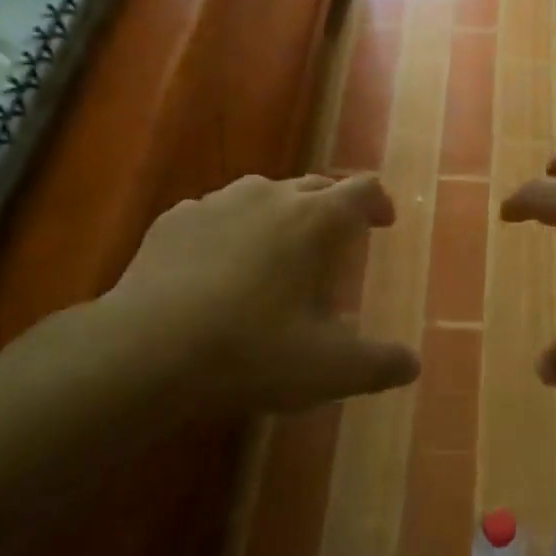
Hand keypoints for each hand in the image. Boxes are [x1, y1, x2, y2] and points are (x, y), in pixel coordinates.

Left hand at [92, 173, 418, 414]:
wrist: (143, 350)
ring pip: (262, 193)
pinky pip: (215, 213)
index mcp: (313, 219)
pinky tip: (216, 264)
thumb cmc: (249, 351)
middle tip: (335, 241)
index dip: (378, 202)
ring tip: (276, 250)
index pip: (361, 189)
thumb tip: (412, 363)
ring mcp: (217, 202)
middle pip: (314, 185)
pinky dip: (229, 229)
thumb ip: (377, 364)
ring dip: (279, 214)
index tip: (383, 223)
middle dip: (331, 207)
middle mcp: (268, 195)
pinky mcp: (174, 219)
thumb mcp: (326, 369)